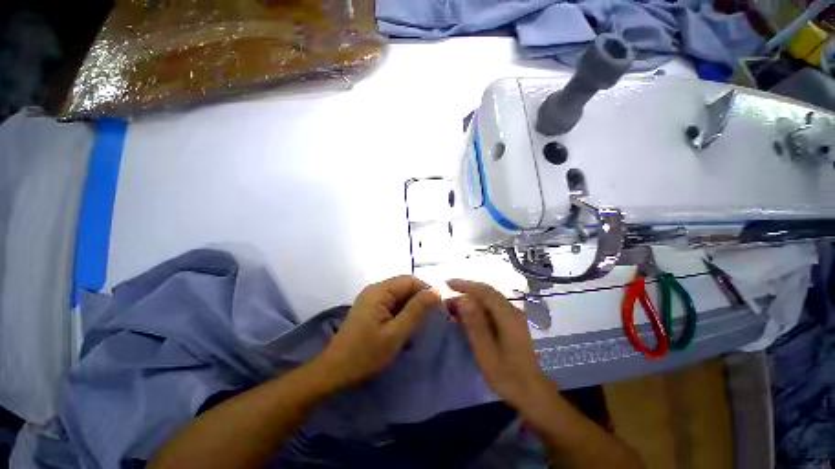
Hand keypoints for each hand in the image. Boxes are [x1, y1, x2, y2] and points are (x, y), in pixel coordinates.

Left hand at [315, 275, 440, 388]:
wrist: (335, 371)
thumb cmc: (366, 354)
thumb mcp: (396, 333)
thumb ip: (417, 310)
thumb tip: (436, 291)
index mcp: (379, 291)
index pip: (410, 280)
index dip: (426, 291)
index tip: (437, 309)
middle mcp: (375, 289)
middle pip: (404, 285)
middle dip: (419, 299)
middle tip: (429, 319)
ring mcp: (371, 298)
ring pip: (399, 294)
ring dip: (411, 306)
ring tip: (418, 324)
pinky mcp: (370, 307)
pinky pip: (391, 302)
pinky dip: (401, 311)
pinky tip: (404, 325)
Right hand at [447, 279, 552, 410]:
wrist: (532, 393)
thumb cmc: (507, 376)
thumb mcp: (486, 353)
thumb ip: (475, 325)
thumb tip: (463, 299)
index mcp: (508, 316)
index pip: (484, 291)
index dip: (465, 285)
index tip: (447, 284)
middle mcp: (513, 310)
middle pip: (487, 291)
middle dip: (467, 288)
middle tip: (448, 292)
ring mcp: (514, 315)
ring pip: (490, 297)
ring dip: (472, 296)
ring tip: (454, 301)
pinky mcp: (512, 321)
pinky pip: (492, 306)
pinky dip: (478, 305)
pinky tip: (468, 312)